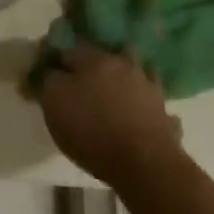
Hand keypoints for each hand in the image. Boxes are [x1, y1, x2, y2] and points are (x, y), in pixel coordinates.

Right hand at [40, 46, 184, 195]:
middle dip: (91, 70)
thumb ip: (49, 80)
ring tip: (112, 100)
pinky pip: (151, 102)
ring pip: (131, 75)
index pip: (69, 50)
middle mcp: (123, 64)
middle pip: (103, 59)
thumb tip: (52, 71)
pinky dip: (144, 105)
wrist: (144, 163)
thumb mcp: (55, 104)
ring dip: (122, 82)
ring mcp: (148, 86)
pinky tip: (137, 117)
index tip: (50, 77)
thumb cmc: (92, 131)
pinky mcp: (164, 111)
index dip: (57, 63)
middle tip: (80, 90)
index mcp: (95, 58)